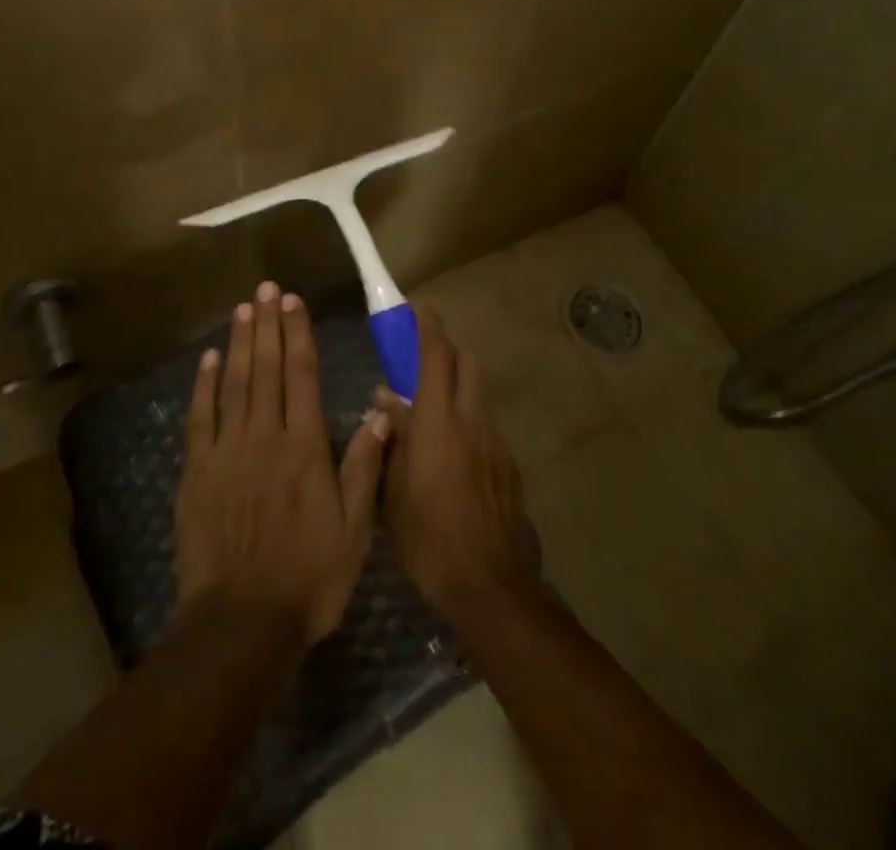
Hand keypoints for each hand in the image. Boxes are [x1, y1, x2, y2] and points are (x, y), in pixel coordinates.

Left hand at [176, 282, 391, 646]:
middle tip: (266, 288)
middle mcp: (265, 437)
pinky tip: (210, 358)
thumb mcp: (353, 530)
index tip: (294, 302)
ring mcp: (227, 451)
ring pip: (234, 383)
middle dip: (268, 325)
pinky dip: (205, 384)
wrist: (241, 623)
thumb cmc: (307, 578)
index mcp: (304, 448)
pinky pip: (201, 417)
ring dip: (240, 343)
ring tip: (244, 309)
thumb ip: (364, 467)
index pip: (302, 376)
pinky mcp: (198, 470)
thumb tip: (380, 412)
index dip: (298, 335)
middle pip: (267, 369)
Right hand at [374, 304, 534, 615]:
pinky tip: (452, 461)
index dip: (428, 326)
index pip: (437, 355)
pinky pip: (486, 428)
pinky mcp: (509, 467)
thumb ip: (392, 435)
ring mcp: (496, 443)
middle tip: (421, 367)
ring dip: (457, 391)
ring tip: (432, 420)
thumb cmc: (427, 536)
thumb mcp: (393, 487)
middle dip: (447, 353)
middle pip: (467, 363)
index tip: (418, 309)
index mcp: (438, 420)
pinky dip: (468, 425)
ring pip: (478, 396)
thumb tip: (386, 397)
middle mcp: (472, 420)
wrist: (488, 586)